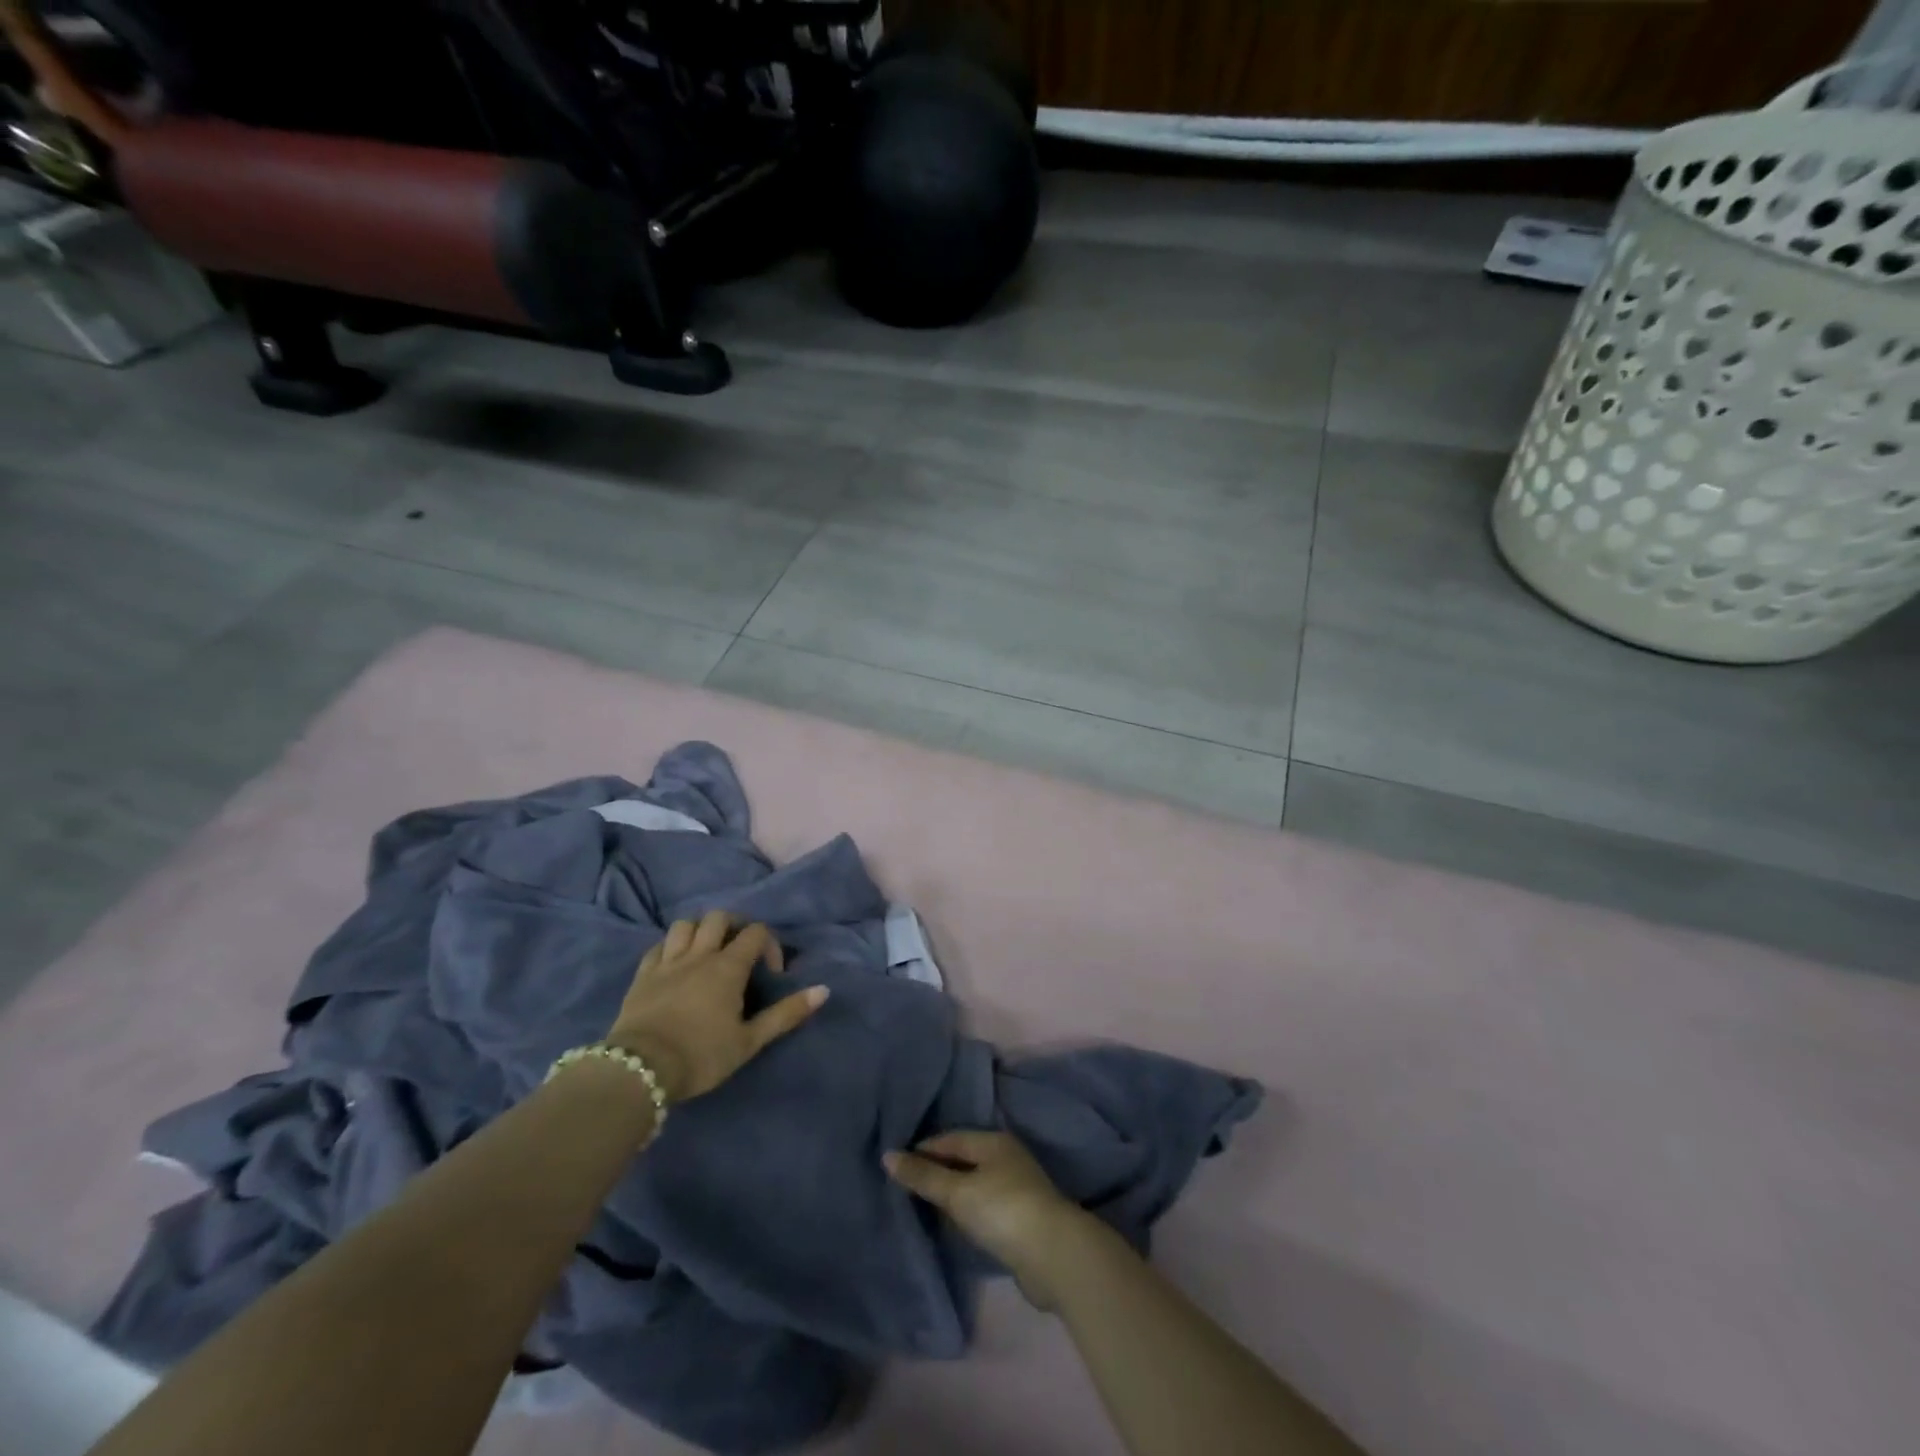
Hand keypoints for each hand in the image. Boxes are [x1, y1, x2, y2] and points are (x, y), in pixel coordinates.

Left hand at [606, 911, 827, 1104]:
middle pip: (719, 918)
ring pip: (685, 925)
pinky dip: (671, 947)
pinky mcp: (642, 975)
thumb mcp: (750, 1041)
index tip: (771, 973)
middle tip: (741, 951)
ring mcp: (667, 962)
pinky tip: (675, 964)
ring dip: (700, 931)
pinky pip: (658, 947)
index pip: (755, 932)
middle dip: (735, 927)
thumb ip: (786, 1014)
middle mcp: (699, 955)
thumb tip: (823, 990)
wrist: (640, 1070)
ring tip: (707, 952)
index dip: (770, 945)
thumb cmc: (701, 1055)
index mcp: (728, 967)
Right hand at [885, 1129, 1090, 1308]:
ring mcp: (1016, 1189)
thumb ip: (923, 1176)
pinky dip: (966, 1213)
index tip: (896, 1165)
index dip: (922, 1150)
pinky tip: (951, 1225)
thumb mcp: (957, 1192)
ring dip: (951, 1195)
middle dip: (935, 1172)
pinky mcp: (1020, 1219)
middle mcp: (1006, 1158)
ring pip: (974, 1186)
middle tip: (903, 1186)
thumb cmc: (1002, 1211)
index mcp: (993, 1142)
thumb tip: (887, 1156)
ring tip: (920, 1206)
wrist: (1053, 1256)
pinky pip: (983, 1208)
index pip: (950, 1138)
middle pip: (962, 1160)